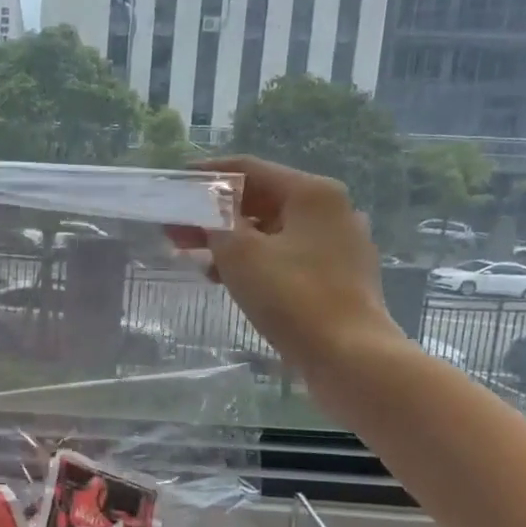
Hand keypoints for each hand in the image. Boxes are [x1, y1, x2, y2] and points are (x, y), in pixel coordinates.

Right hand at [174, 156, 407, 385]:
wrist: (349, 356)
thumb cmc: (292, 296)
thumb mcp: (240, 253)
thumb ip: (216, 221)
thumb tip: (207, 206)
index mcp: (312, 193)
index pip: (250, 169)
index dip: (208, 175)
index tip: (176, 183)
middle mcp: (331, 211)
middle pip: (261, 201)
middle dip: (215, 214)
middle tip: (176, 228)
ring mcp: (338, 245)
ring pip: (272, 232)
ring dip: (230, 241)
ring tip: (193, 256)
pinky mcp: (337, 277)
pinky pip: (286, 257)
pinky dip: (254, 261)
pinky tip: (225, 278)